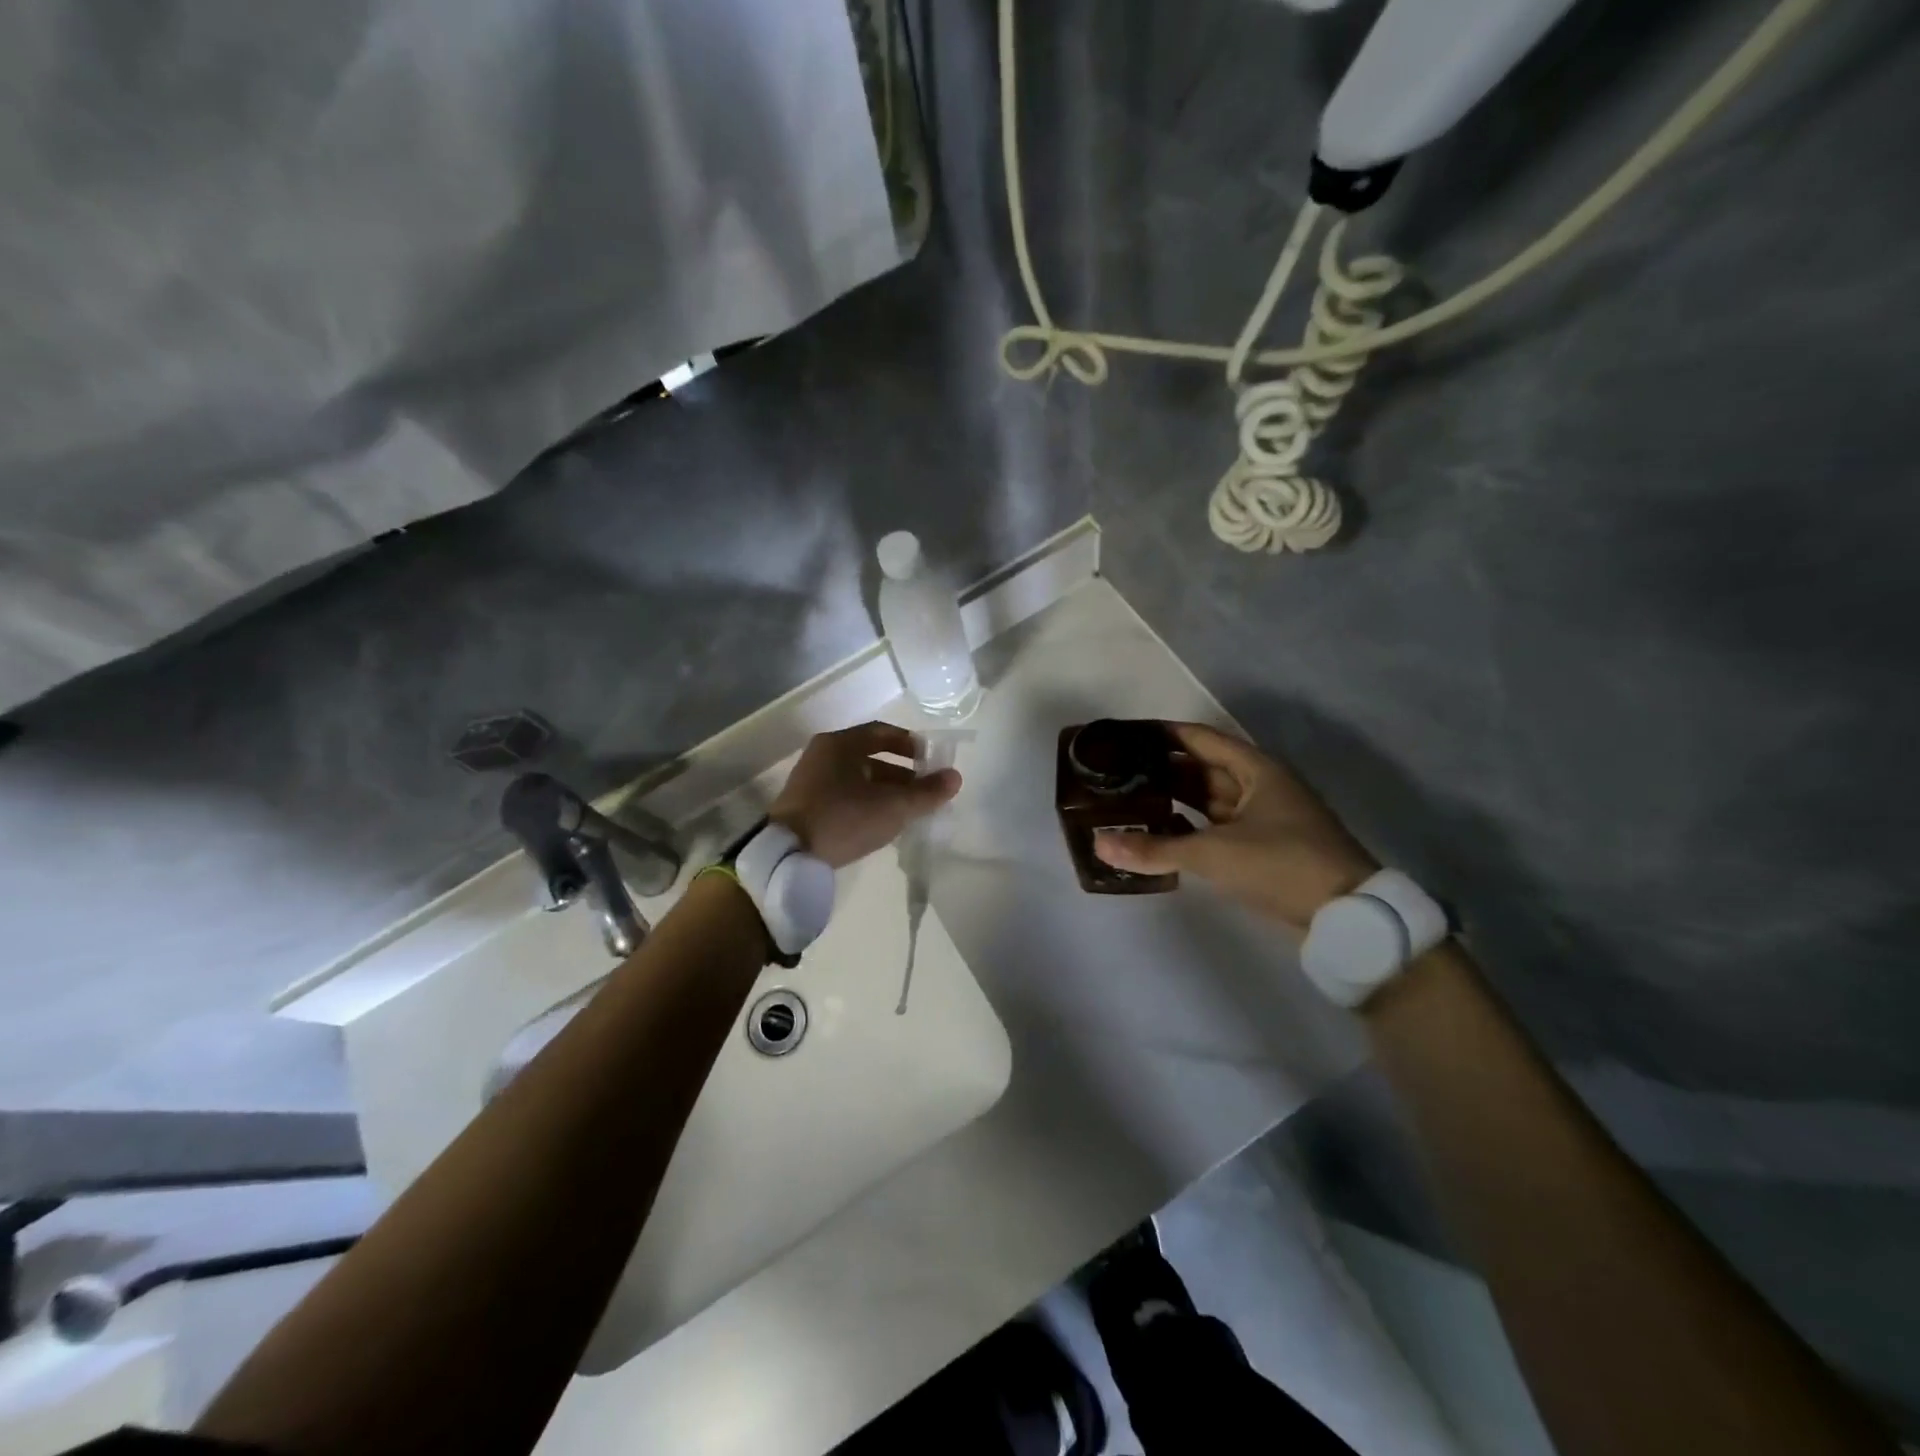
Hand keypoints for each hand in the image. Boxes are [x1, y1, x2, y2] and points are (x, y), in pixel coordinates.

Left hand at [770, 722, 961, 868]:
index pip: (882, 732)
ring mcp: (811, 781)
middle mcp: (823, 755)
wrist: (788, 854)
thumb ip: (926, 792)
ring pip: (857, 778)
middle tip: (924, 790)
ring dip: (885, 790)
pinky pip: (844, 795)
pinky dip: (866, 803)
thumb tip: (955, 777)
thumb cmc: (844, 818)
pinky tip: (881, 823)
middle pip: (870, 757)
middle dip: (901, 773)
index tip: (930, 760)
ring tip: (908, 810)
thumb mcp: (892, 806)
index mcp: (840, 744)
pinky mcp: (805, 806)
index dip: (910, 743)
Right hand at [1093, 721, 1375, 933]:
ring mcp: (1264, 817)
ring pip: (1210, 797)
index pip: (1199, 738)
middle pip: (1202, 767)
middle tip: (1118, 771)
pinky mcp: (1263, 846)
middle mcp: (1259, 785)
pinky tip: (1161, 832)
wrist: (1346, 914)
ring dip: (1175, 797)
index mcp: (1255, 769)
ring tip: (1131, 798)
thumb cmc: (1282, 864)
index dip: (1162, 734)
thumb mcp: (1214, 854)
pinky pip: (1217, 825)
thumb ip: (1155, 849)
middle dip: (1162, 768)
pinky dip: (1190, 826)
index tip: (1125, 735)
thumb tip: (1100, 844)